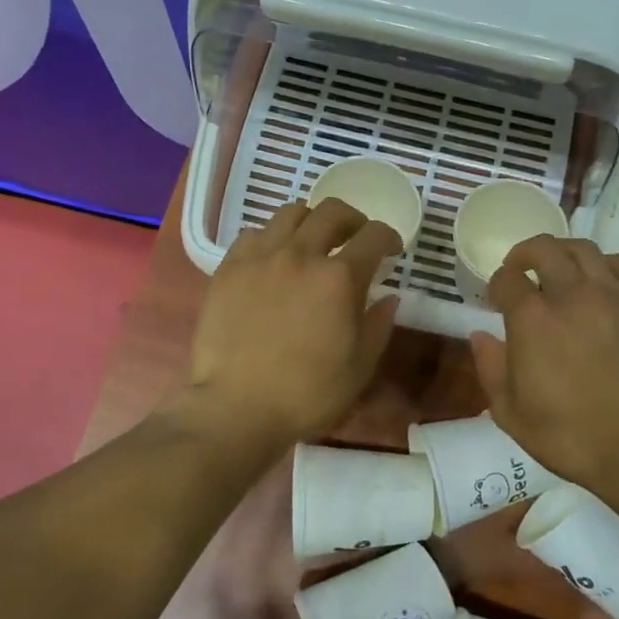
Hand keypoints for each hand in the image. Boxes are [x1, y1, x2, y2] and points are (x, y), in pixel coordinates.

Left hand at [184, 199, 402, 446]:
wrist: (237, 406)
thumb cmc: (307, 393)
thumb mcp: (360, 367)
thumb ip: (378, 326)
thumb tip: (389, 298)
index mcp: (339, 278)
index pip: (373, 235)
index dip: (388, 237)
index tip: (390, 250)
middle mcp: (301, 254)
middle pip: (332, 211)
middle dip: (352, 220)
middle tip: (355, 239)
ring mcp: (260, 257)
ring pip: (290, 213)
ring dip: (311, 221)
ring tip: (313, 242)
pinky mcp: (229, 268)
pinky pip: (254, 234)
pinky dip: (271, 238)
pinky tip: (273, 259)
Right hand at [469, 237, 618, 496]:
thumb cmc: (570, 437)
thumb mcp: (511, 413)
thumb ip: (490, 368)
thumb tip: (480, 336)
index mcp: (532, 320)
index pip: (507, 279)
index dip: (496, 284)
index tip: (496, 298)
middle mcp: (571, 295)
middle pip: (544, 249)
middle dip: (524, 254)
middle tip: (520, 269)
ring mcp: (613, 297)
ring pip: (584, 249)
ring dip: (563, 252)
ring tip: (557, 268)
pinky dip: (604, 264)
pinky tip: (599, 280)